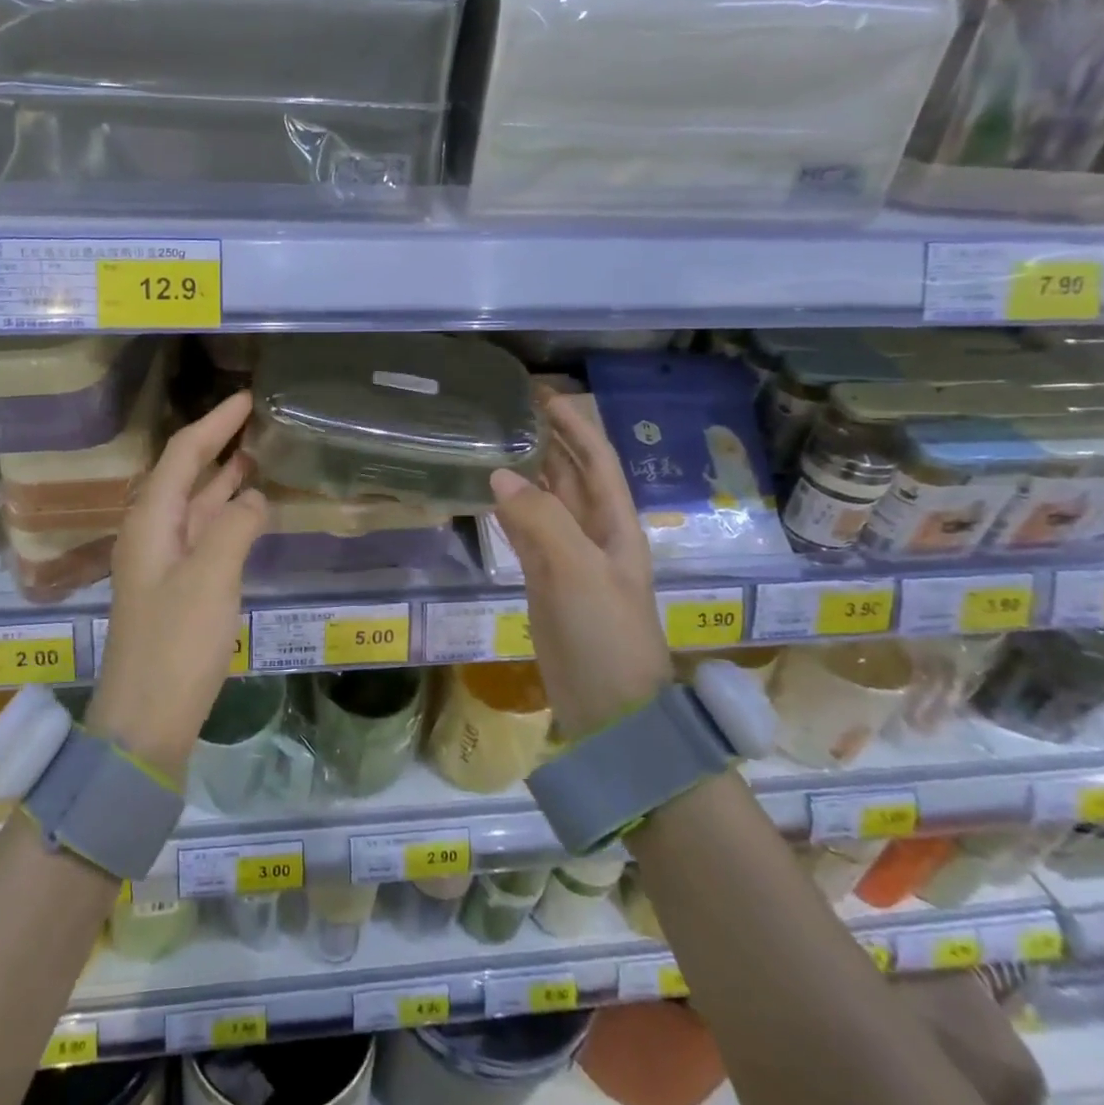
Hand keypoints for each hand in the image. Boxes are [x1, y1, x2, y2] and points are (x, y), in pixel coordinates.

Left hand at [88, 391, 266, 781]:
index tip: (246, 399)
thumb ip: (235, 526)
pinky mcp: (177, 588)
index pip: (183, 454)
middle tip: (256, 424)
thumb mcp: (211, 577)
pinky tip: (250, 512)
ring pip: (195, 505)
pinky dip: (227, 516)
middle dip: (217, 445)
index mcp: (151, 520)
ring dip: (223, 479)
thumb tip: (254, 496)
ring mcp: (164, 561)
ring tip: (257, 456)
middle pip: (185, 474)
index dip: (214, 423)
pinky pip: (204, 535)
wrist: (146, 719)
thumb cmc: (176, 643)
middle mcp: (152, 532)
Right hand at [490, 391, 671, 738]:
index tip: (543, 395)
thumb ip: (539, 518)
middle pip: (571, 476)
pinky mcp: (545, 583)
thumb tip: (499, 473)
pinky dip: (508, 511)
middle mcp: (593, 534)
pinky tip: (488, 495)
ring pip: (545, 503)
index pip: (596, 460)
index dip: (575, 425)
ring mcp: (568, 560)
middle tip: (509, 412)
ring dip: (526, 473)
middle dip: (549, 442)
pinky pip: (525, 534)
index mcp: (615, 525)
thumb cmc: (605, 634)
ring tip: (493, 442)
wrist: (610, 709)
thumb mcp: (577, 571)